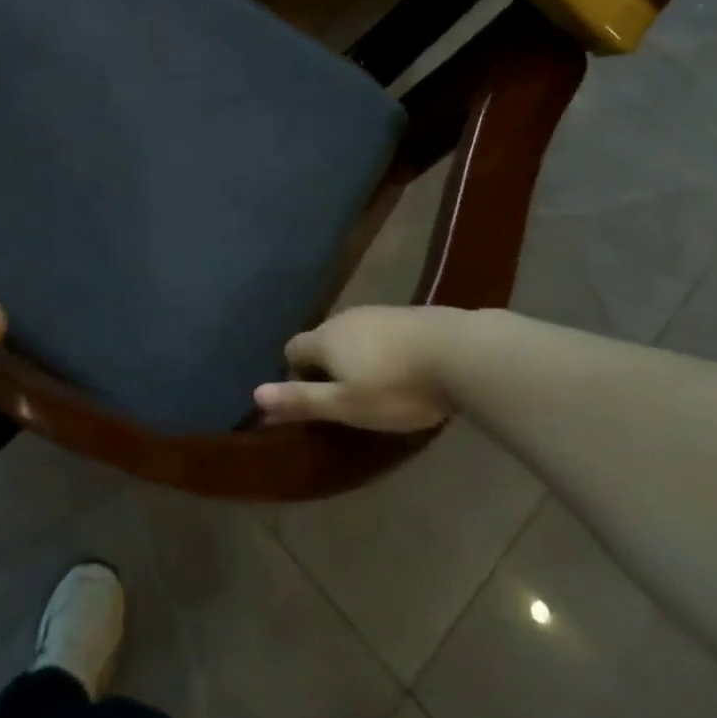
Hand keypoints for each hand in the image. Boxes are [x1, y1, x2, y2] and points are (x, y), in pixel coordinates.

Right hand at [254, 305, 462, 431]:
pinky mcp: (407, 314)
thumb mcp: (346, 405)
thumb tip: (255, 395)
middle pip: (322, 340)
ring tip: (376, 386)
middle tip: (347, 398)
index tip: (316, 400)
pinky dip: (381, 350)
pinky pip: (380, 333)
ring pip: (352, 335)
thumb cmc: (396, 386)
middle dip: (326, 366)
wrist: (461, 352)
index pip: (292, 349)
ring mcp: (377, 312)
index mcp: (324, 339)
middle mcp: (344, 318)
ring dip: (355, 358)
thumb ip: (301, 400)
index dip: (296, 374)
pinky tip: (403, 370)